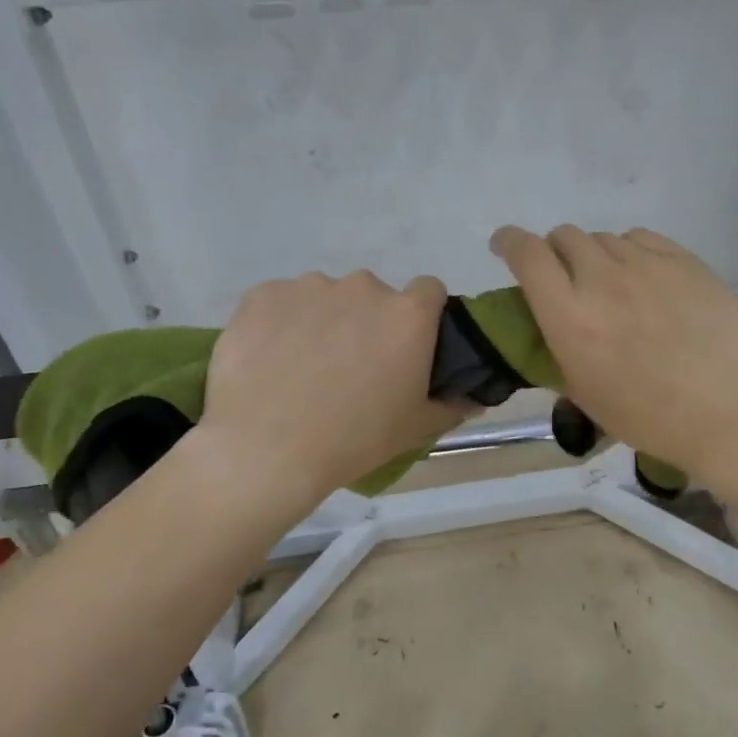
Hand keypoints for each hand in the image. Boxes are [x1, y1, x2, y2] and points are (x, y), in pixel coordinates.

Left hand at [198, 271, 474, 507]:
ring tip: (302, 367)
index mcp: (407, 314)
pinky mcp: (263, 294)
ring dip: (323, 320)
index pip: (429, 290)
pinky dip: (280, 323)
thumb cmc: (354, 439)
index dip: (421, 315)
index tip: (407, 345)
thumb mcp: (414, 429)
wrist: (266, 449)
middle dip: (367, 322)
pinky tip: (269, 360)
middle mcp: (363, 287)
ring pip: (325, 297)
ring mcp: (309, 286)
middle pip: (373, 295)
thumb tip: (474, 399)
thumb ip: (451, 405)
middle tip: (351, 366)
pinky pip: (281, 302)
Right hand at [490, 225, 737, 483]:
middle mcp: (604, 280)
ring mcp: (648, 266)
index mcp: (571, 317)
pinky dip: (632, 252)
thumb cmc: (647, 416)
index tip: (505, 246)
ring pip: (605, 237)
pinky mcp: (686, 261)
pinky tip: (645, 278)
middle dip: (555, 252)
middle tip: (567, 278)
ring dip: (596, 256)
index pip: (528, 255)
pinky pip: (644, 239)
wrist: (726, 413)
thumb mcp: (583, 392)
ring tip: (613, 285)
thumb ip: (556, 347)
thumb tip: (548, 323)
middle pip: (565, 236)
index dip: (509, 242)